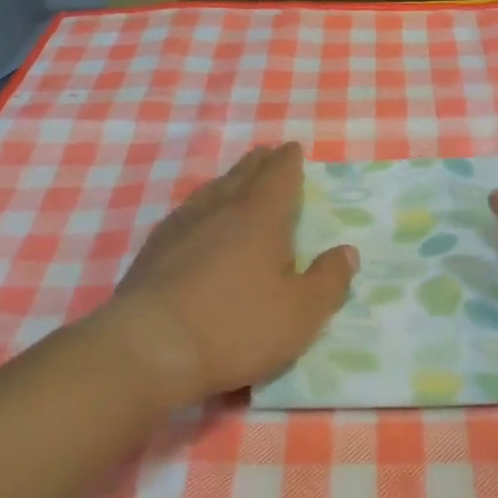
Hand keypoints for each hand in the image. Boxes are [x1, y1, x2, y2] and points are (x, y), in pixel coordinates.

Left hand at [104, 143, 357, 406]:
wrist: (149, 349)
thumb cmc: (237, 327)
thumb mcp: (301, 313)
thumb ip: (329, 280)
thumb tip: (347, 252)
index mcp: (260, 216)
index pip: (279, 176)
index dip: (288, 161)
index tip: (292, 148)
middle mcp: (219, 210)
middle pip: (242, 176)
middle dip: (259, 163)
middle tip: (267, 152)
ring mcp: (180, 227)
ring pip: (210, 191)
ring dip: (228, 180)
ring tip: (235, 179)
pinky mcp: (153, 250)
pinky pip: (185, 214)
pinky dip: (200, 207)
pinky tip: (196, 220)